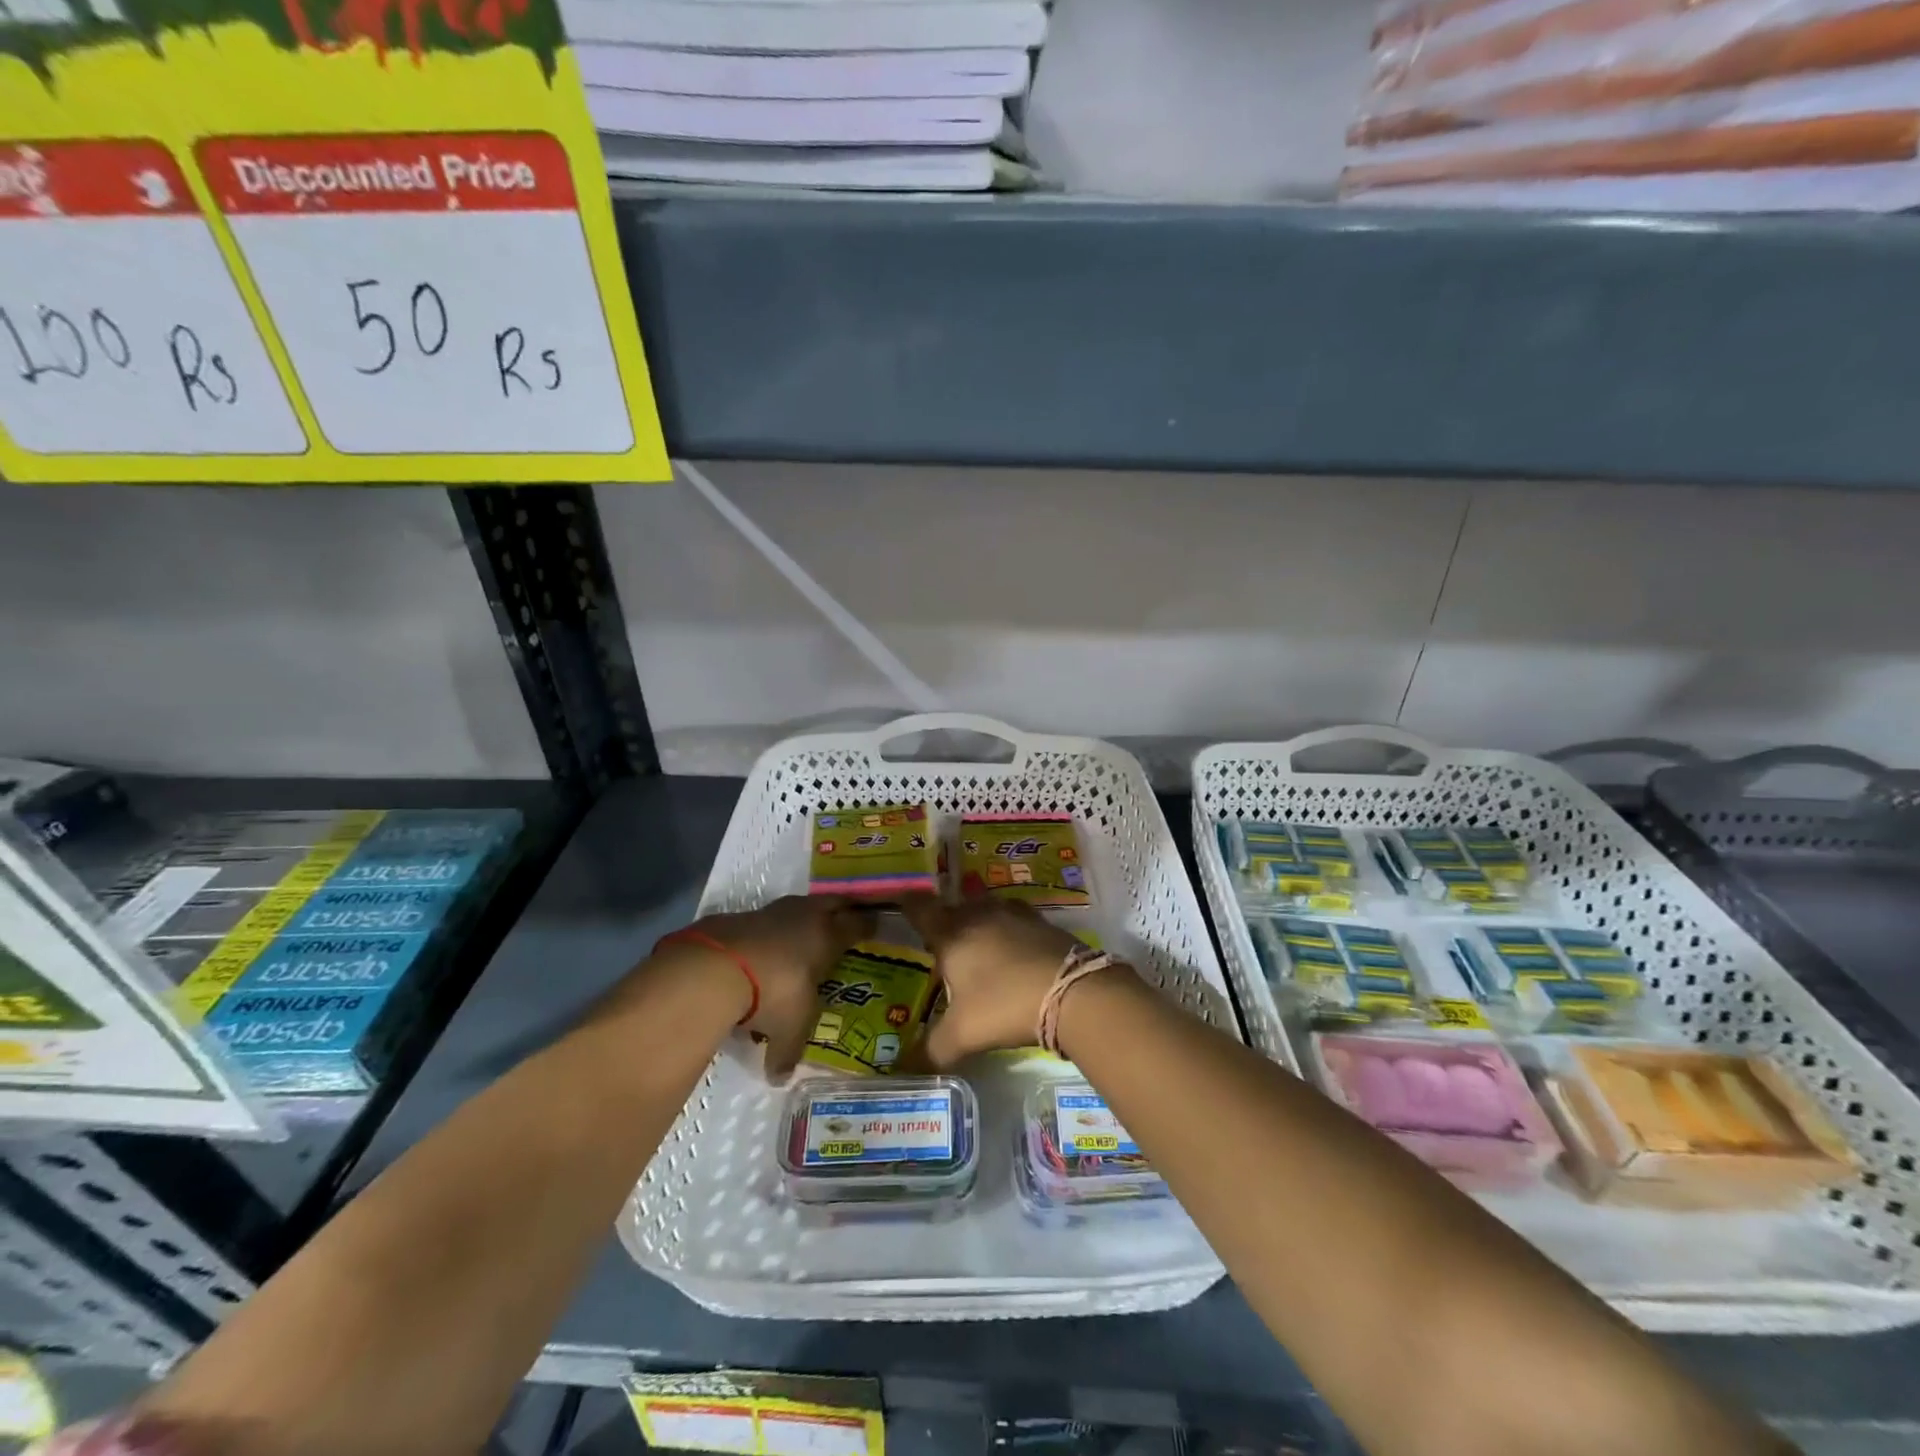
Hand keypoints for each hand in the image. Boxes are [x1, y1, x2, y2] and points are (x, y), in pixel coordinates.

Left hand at [673, 896, 875, 1076]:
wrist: (716, 967)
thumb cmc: (773, 993)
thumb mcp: (788, 1027)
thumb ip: (788, 1051)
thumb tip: (780, 1078)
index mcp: (828, 937)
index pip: (858, 924)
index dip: (869, 924)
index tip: (877, 924)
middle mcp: (806, 917)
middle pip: (834, 902)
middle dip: (844, 907)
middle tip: (850, 914)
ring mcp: (773, 912)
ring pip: (800, 906)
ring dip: (805, 915)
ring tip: (806, 929)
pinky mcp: (742, 915)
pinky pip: (766, 918)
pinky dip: (771, 928)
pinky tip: (766, 944)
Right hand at [901, 895, 1082, 1067]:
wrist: (1072, 992)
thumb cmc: (1004, 1005)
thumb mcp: (963, 1034)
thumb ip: (931, 1050)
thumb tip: (905, 1068)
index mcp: (952, 934)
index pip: (921, 910)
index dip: (909, 905)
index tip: (901, 902)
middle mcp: (980, 915)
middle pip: (955, 907)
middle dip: (945, 919)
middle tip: (939, 938)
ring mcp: (1015, 915)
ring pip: (987, 909)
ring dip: (979, 920)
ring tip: (975, 942)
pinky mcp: (1043, 924)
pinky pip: (1016, 920)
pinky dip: (1008, 929)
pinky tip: (1012, 949)